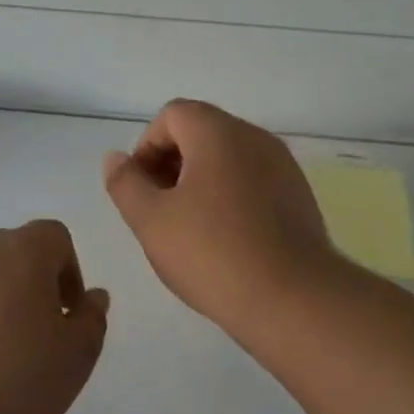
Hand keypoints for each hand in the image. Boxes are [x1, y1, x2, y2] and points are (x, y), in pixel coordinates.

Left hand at [0, 220, 108, 413]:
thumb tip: (93, 297)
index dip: (68, 270)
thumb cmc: (17, 381)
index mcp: (21, 251)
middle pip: (10, 251)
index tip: (65, 314)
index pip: (53, 236)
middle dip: (26, 282)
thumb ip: (92, 319)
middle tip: (31, 334)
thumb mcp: (77, 356)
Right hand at [103, 99, 342, 336]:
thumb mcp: (151, 221)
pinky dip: (230, 195)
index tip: (141, 188)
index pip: (173, 114)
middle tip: (159, 209)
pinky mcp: (299, 196)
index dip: (147, 146)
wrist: (293, 299)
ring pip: (228, 157)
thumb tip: (115, 158)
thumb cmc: (213, 254)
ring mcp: (283, 166)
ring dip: (200, 180)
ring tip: (188, 227)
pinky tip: (224, 239)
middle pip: (202, 131)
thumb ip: (125, 183)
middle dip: (171, 162)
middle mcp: (255, 138)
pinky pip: (253, 180)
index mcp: (219, 133)